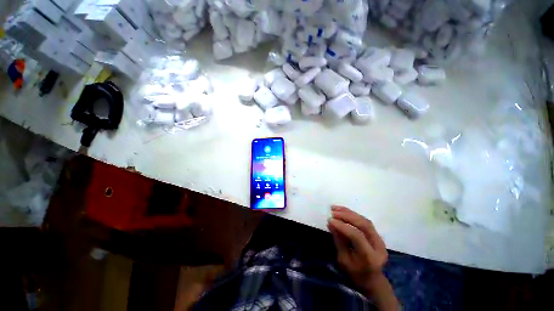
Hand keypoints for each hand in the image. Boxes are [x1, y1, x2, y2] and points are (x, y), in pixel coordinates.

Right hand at [327, 205, 387, 290]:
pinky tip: (343, 211)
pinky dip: (353, 214)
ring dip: (349, 212)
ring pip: (364, 220)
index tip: (330, 220)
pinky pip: (364, 221)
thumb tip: (331, 223)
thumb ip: (339, 241)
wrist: (372, 280)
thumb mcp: (344, 260)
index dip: (343, 226)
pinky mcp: (377, 235)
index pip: (357, 236)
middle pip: (364, 225)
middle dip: (346, 216)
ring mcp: (380, 240)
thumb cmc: (356, 274)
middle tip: (333, 212)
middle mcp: (378, 246)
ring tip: (335, 208)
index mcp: (371, 257)